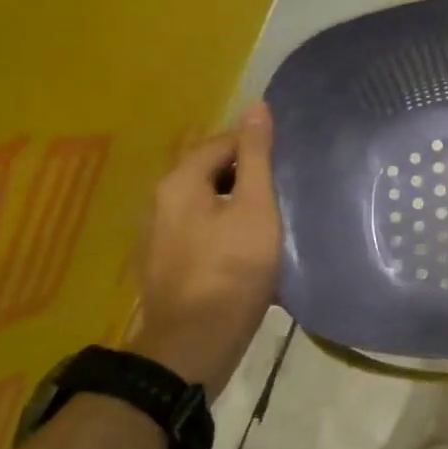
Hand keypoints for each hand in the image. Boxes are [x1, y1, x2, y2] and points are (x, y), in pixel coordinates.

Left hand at [127, 104, 281, 387]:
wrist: (196, 341)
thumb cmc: (233, 268)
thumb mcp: (256, 207)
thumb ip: (257, 157)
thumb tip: (257, 107)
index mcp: (180, 182)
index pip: (222, 143)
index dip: (258, 146)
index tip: (289, 162)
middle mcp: (159, 201)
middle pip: (210, 172)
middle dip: (247, 175)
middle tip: (286, 190)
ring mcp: (158, 235)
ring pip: (205, 203)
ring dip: (236, 204)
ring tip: (272, 216)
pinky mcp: (164, 263)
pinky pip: (198, 230)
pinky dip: (223, 228)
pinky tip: (246, 247)